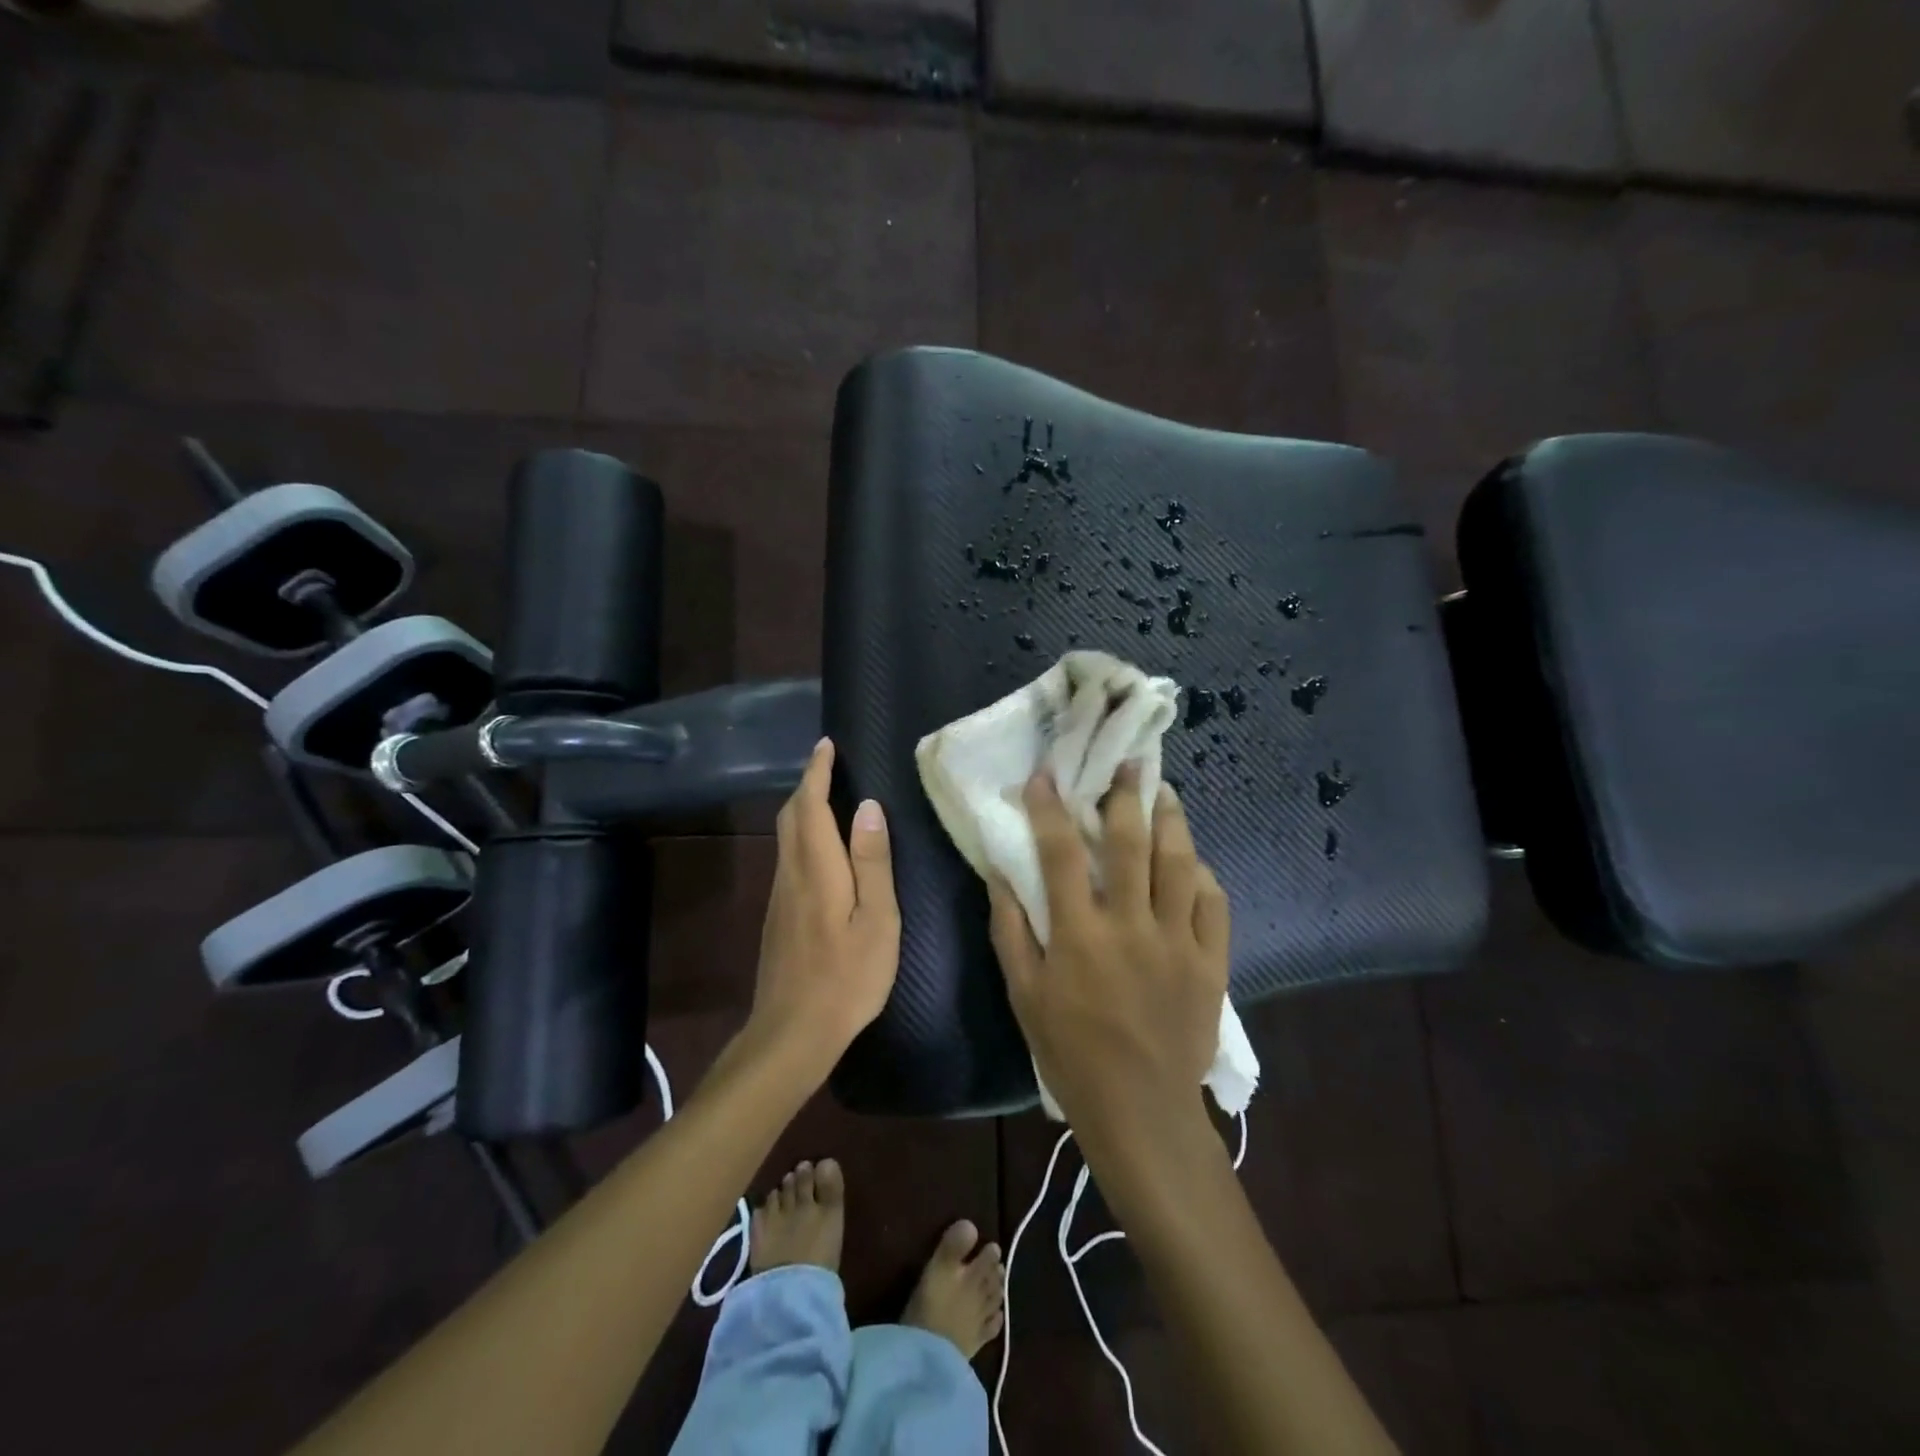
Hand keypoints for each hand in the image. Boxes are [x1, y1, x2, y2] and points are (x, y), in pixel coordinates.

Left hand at [747, 738, 900, 1071]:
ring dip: (804, 808)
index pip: (810, 805)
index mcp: (817, 869)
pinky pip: (788, 857)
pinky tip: (823, 847)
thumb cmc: (847, 978)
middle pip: (791, 815)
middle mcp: (790, 873)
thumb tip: (869, 807)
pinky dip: (803, 834)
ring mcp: (779, 896)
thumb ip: (873, 863)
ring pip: (786, 836)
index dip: (817, 771)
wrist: (791, 1033)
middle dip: (807, 784)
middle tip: (830, 765)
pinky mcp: (777, 915)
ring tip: (831, 796)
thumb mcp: (877, 921)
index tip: (827, 745)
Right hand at [988, 764, 1228, 1139]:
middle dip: (1127, 795)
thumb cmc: (1071, 1053)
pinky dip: (1203, 875)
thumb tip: (1000, 875)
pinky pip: (1213, 904)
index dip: (1050, 808)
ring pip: (1179, 864)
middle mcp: (1131, 926)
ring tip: (1165, 792)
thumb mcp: (1024, 995)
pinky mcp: (1210, 962)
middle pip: (1131, 844)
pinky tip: (1193, 860)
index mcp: (1080, 935)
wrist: (1141, 1111)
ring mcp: (1177, 942)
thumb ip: (1010, 931)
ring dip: (1172, 821)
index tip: (1045, 775)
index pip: (1059, 853)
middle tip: (1128, 763)